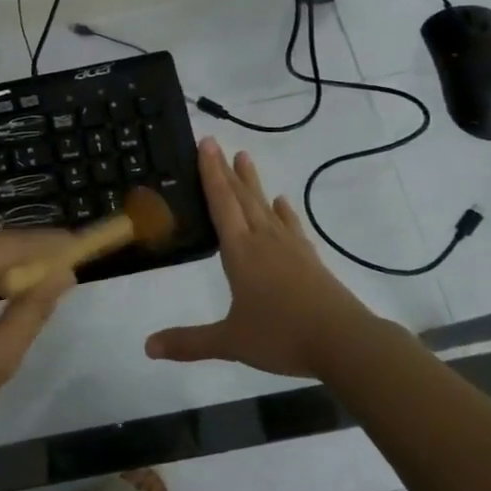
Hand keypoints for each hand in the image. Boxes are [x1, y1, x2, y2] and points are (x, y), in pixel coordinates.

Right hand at [146, 138, 393, 378]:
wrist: (344, 341)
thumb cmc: (281, 336)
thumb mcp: (229, 342)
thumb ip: (189, 342)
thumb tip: (147, 347)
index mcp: (240, 252)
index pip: (221, 204)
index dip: (211, 174)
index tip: (206, 143)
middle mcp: (263, 241)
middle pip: (242, 198)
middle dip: (226, 170)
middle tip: (217, 143)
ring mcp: (290, 248)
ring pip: (266, 207)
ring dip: (253, 183)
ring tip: (245, 158)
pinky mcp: (309, 259)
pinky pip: (291, 227)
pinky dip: (284, 212)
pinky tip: (282, 203)